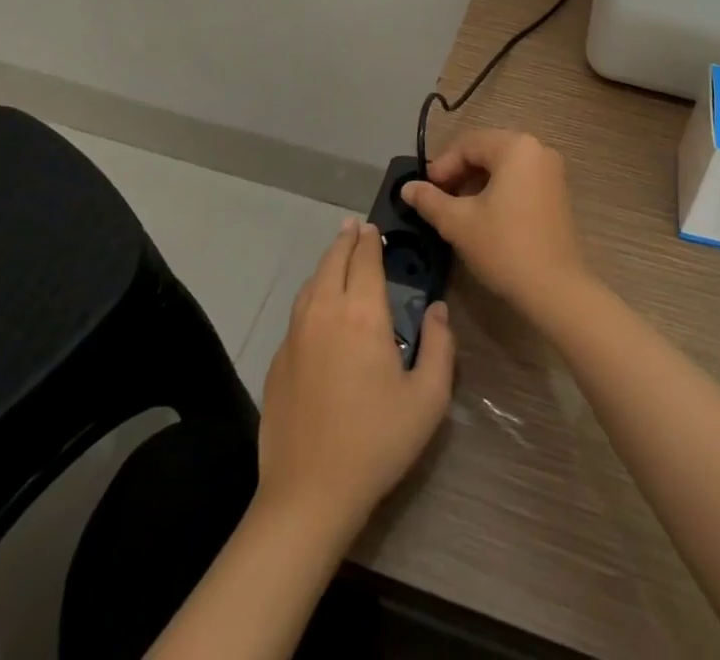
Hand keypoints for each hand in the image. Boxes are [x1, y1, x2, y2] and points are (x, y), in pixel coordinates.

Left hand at [256, 218, 455, 541]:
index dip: (370, 240)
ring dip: (326, 263)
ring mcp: (296, 333)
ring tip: (337, 256)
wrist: (309, 491)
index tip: (374, 228)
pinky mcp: (279, 357)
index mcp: (363, 314)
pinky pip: (298, 310)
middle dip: (346, 240)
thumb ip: (440, 347)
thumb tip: (438, 310)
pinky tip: (318, 304)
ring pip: (312, 282)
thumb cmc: (376, 442)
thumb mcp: (428, 399)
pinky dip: (312, 293)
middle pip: (333, 260)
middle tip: (354, 228)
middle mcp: (326, 311)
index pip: (365, 260)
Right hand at [402, 128, 588, 319]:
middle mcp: (537, 150)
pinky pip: (520, 179)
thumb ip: (430, 200)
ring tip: (457, 209)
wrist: (554, 288)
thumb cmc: (504, 246)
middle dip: (459, 173)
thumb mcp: (458, 222)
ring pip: (503, 166)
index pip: (468, 144)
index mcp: (515, 147)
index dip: (442, 166)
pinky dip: (498, 190)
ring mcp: (551, 171)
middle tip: (438, 198)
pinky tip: (483, 215)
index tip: (425, 191)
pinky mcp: (557, 193)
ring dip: (476, 182)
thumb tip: (407, 188)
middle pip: (487, 151)